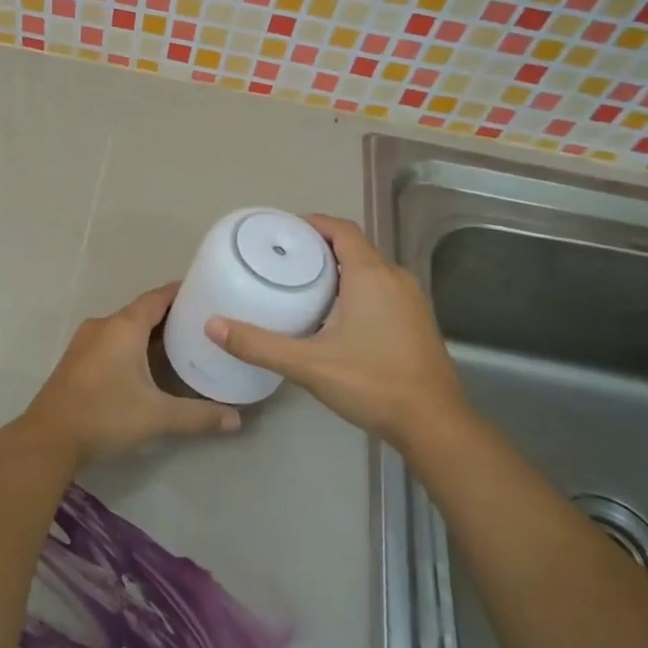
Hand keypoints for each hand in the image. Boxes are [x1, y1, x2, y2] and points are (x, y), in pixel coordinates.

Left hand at [18, 283, 238, 465]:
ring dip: (148, 332)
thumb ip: (199, 415)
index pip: (158, 297)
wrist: (48, 438)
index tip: (205, 292)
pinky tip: (145, 364)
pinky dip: (131, 344)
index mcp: (124, 326)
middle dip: (169, 315)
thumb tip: (237, 420)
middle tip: (200, 324)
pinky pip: (110, 341)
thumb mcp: (158, 416)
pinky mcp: (76, 360)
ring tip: (179, 343)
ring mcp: (85, 342)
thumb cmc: (106, 415)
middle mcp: (104, 325)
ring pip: (124, 327)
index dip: (181, 293)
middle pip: (141, 311)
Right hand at [205, 215, 468, 446]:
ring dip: (338, 272)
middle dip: (319, 250)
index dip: (312, 224)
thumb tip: (213, 325)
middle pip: (353, 248)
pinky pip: (381, 290)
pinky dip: (356, 290)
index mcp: (371, 275)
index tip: (282, 232)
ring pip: (368, 271)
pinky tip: (334, 318)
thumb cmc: (372, 383)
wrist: (434, 423)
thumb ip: (259, 344)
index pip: (341, 229)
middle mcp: (394, 278)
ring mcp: (411, 300)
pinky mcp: (417, 321)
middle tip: (282, 263)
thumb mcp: (308, 364)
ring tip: (301, 288)